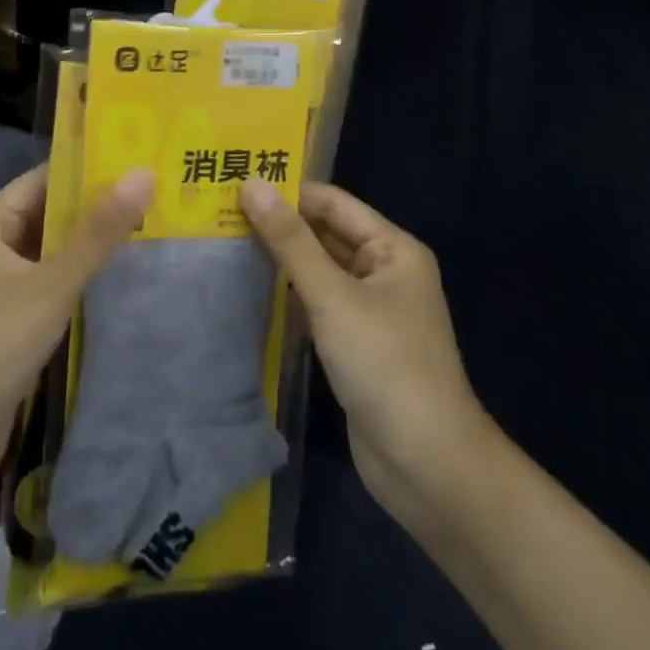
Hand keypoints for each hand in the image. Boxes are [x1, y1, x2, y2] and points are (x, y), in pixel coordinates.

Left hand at [0, 165, 154, 504]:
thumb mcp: (51, 285)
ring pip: (53, 251)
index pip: (44, 179)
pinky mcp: (10, 321)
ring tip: (150, 225)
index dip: (88, 169)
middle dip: (97, 207)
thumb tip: (144, 174)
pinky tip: (121, 275)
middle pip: (50, 214)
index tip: (138, 160)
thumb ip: (98, 233)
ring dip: (92, 244)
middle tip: (155, 193)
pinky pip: (52, 283)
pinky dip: (81, 277)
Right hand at [240, 179, 489, 538]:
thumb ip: (290, 241)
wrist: (427, 465)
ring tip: (227, 244)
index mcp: (393, 248)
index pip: (333, 203)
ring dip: (282, 261)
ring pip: (320, 271)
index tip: (236, 185)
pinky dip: (290, 296)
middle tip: (222, 214)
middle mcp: (385, 271)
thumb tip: (251, 184)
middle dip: (281, 226)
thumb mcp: (333, 295)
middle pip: (327, 235)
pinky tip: (251, 291)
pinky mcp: (357, 345)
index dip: (289, 192)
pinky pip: (319, 305)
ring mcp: (372, 310)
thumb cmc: (385, 364)